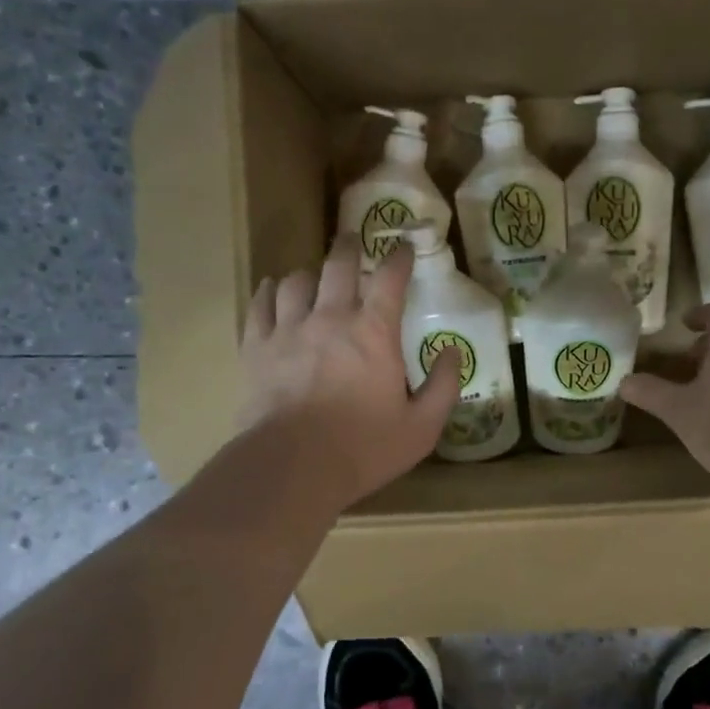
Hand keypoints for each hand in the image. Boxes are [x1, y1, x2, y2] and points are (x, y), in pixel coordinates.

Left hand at [237, 234, 461, 510]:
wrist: (292, 467)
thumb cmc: (363, 448)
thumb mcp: (422, 426)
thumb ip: (444, 386)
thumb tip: (454, 352)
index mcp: (374, 332)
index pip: (391, 279)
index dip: (400, 257)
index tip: (405, 246)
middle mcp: (330, 318)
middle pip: (339, 266)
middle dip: (350, 248)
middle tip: (353, 241)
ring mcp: (288, 330)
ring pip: (296, 281)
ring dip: (310, 274)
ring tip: (314, 276)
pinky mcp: (256, 348)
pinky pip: (260, 305)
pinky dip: (268, 292)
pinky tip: (272, 290)